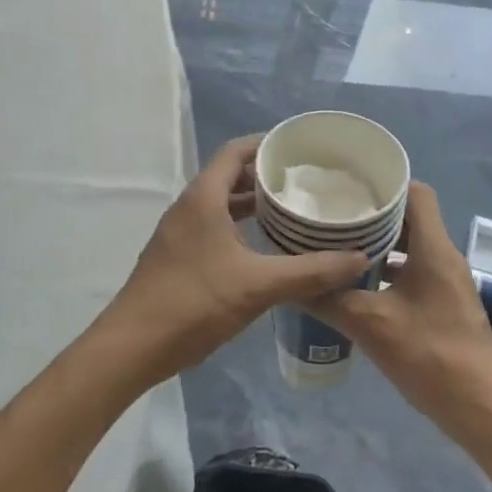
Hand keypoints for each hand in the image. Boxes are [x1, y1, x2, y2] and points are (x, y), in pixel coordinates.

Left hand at [99, 135, 370, 383]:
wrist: (132, 347)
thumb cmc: (194, 303)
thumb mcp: (258, 286)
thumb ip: (310, 271)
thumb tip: (358, 258)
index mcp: (204, 197)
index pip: (236, 151)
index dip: (267, 144)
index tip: (301, 149)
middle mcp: (189, 206)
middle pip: (230, 175)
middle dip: (266, 174)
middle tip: (306, 181)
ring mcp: (180, 232)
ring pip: (222, 203)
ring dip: (253, 202)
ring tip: (292, 209)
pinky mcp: (178, 255)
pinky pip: (214, 225)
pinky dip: (240, 225)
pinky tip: (265, 246)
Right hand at [307, 182, 491, 437]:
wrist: (481, 410)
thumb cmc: (431, 357)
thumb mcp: (371, 326)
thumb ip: (330, 300)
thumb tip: (292, 283)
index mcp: (434, 249)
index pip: (416, 192)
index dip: (386, 183)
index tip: (350, 185)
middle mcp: (444, 256)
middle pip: (410, 218)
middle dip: (374, 214)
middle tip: (335, 214)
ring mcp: (448, 282)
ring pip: (411, 246)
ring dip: (380, 244)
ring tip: (339, 246)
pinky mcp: (445, 304)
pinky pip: (414, 271)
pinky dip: (389, 270)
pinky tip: (359, 287)